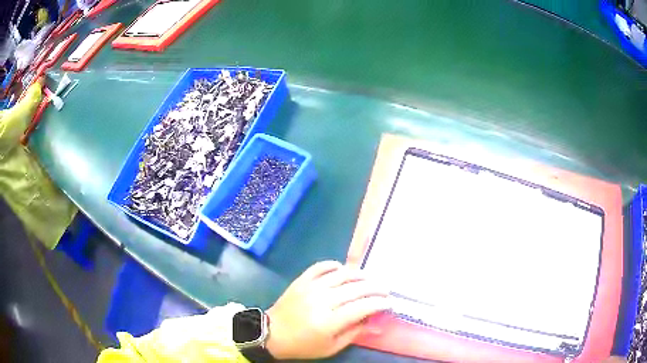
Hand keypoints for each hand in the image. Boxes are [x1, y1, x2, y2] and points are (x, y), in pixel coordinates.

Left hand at [266, 261, 389, 359]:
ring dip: (359, 274)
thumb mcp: (331, 347)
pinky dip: (334, 264)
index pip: (362, 307)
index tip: (389, 303)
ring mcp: (310, 288)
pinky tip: (343, 269)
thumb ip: (354, 332)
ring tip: (370, 278)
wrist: (272, 334)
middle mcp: (322, 301)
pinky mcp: (301, 280)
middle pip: (356, 288)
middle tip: (385, 289)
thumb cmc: (303, 345)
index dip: (379, 303)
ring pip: (341, 274)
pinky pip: (320, 266)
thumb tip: (373, 319)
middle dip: (375, 287)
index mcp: (329, 321)